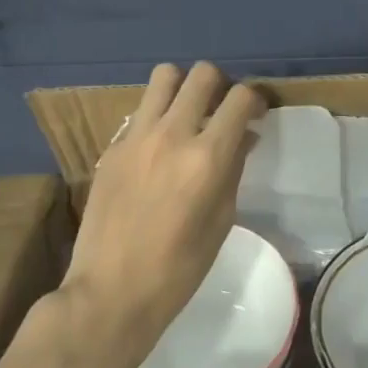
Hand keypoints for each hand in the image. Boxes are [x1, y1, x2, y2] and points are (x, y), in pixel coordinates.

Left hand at [58, 62, 263, 367]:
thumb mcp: (221, 220)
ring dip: (183, 87)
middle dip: (221, 85)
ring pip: (165, 76)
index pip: (240, 98)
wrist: (109, 294)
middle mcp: (173, 134)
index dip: (256, 98)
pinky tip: (158, 146)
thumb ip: (234, 168)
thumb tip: (244, 136)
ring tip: (187, 113)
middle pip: (203, 74)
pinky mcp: (113, 146)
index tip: (257, 113)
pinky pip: (141, 109)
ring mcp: (137, 136)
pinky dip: (157, 115)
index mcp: (207, 157)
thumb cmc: (177, 269)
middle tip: (221, 110)